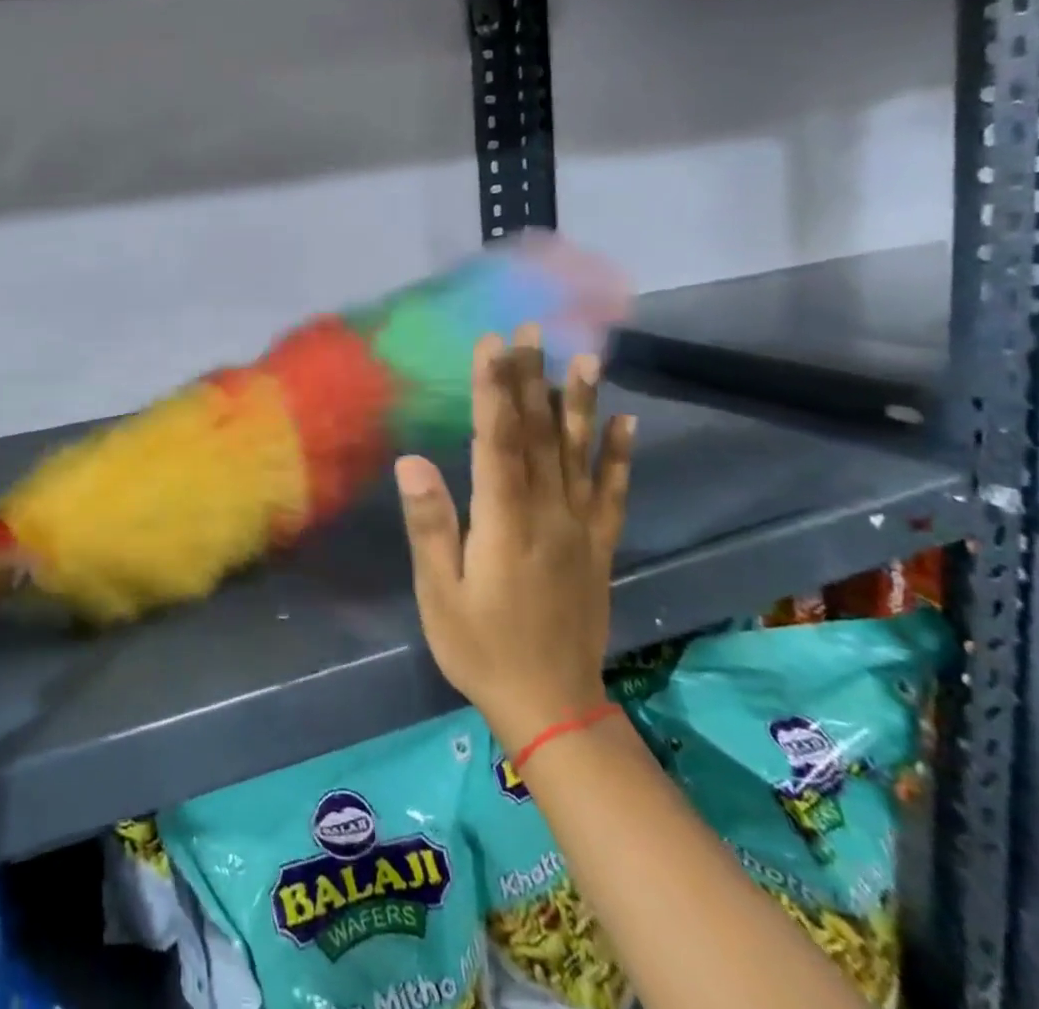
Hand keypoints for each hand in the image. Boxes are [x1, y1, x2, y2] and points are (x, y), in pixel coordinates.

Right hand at [396, 328, 634, 753]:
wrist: (553, 708)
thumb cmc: (480, 647)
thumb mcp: (440, 593)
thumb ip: (431, 525)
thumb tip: (413, 462)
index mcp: (504, 522)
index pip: (497, 441)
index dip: (494, 389)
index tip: (492, 344)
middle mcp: (548, 515)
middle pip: (538, 436)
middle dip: (532, 378)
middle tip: (532, 330)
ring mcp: (580, 529)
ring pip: (578, 454)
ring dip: (580, 403)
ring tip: (585, 358)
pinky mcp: (599, 547)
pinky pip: (612, 493)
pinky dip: (618, 455)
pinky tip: (625, 422)